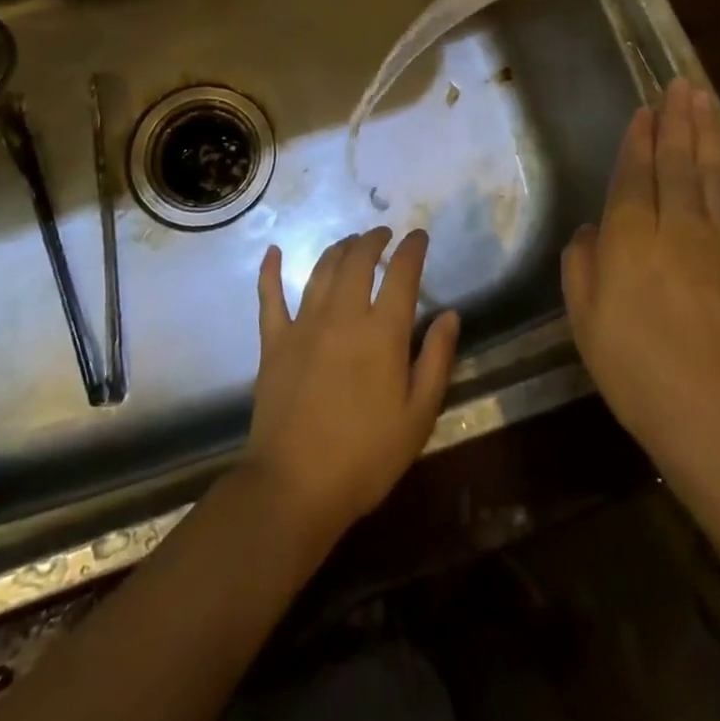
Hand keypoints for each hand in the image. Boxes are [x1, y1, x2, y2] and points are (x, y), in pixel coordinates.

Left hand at [245, 228, 460, 545]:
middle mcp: (342, 315)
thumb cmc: (365, 457)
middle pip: (358, 260)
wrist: (294, 486)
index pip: (401, 274)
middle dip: (373, 240)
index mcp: (382, 332)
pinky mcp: (274, 341)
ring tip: (350, 242)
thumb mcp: (418, 416)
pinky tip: (273, 252)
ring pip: (321, 270)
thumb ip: (435, 360)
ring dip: (338, 249)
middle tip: (383, 235)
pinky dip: (270, 271)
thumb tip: (450, 315)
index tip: (419, 236)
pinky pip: (269, 297)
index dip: (412, 249)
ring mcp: (303, 325)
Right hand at [562, 79, 719, 507]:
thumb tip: (591, 230)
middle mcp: (678, 231)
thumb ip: (581, 268)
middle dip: (677, 122)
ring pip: (712, 177)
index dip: (638, 140)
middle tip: (680, 84)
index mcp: (631, 242)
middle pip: (677, 165)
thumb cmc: (638, 375)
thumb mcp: (585, 324)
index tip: (644, 109)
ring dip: (707, 136)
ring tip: (704, 101)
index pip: (635, 177)